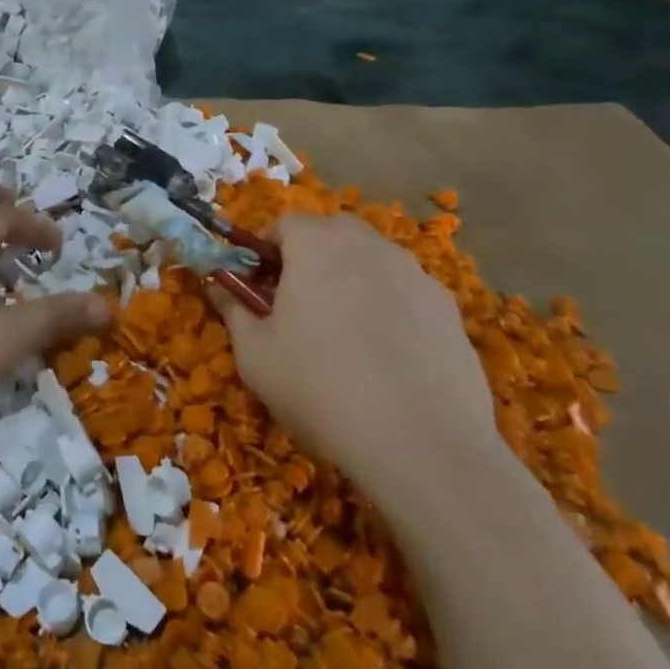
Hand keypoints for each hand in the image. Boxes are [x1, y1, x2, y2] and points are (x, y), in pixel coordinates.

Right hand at [213, 212, 501, 520]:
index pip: (284, 223)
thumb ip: (234, 308)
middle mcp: (369, 246)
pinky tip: (384, 358)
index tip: (256, 286)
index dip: (264, 250)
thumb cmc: (319, 388)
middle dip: (310, 257)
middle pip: (332, 233)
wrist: (422, 445)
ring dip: (350, 281)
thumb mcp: (255, 353)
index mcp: (317, 244)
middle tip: (295, 304)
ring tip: (341, 335)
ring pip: (371, 262)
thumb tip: (220, 285)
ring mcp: (416, 275)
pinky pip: (405, 294)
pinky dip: (388, 310)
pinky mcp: (449, 311)